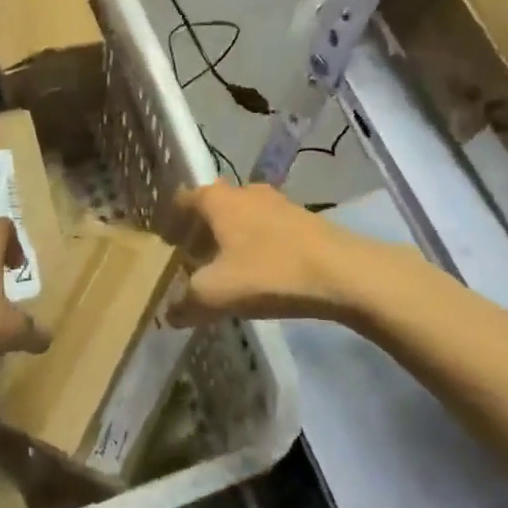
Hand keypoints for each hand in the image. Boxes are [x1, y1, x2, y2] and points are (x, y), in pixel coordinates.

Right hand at [172, 182, 373, 325]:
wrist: (344, 273)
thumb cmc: (269, 273)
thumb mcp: (216, 294)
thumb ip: (186, 303)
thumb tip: (170, 314)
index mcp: (218, 200)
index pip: (183, 199)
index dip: (170, 220)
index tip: (164, 242)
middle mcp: (245, 192)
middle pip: (213, 206)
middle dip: (199, 230)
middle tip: (191, 258)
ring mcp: (278, 203)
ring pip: (242, 217)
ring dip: (229, 238)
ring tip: (224, 268)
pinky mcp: (304, 220)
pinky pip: (267, 229)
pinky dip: (254, 245)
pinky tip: (259, 272)